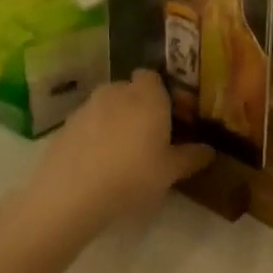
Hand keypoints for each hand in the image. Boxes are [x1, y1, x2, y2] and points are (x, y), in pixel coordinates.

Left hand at [34, 70, 211, 225]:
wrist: (69, 196)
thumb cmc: (132, 176)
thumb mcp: (170, 172)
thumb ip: (192, 157)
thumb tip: (209, 150)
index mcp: (147, 96)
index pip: (153, 76)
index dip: (161, 92)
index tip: (169, 115)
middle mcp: (116, 92)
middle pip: (129, 90)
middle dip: (138, 105)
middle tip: (148, 134)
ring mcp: (86, 108)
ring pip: (107, 106)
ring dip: (115, 120)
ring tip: (121, 151)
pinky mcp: (63, 127)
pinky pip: (87, 124)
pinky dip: (93, 135)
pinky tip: (97, 162)